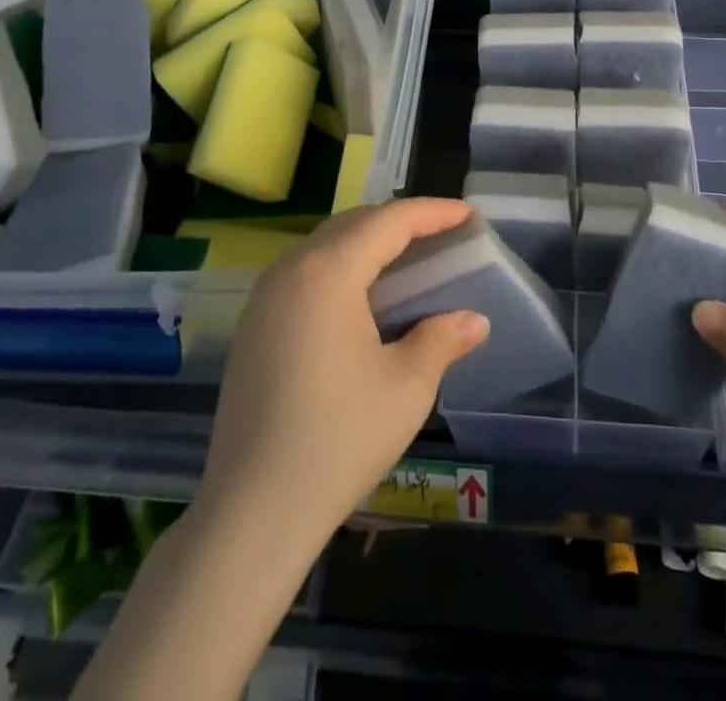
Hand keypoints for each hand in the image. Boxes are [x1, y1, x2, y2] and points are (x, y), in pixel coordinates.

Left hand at [200, 199, 488, 543]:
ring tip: (408, 257)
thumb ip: (442, 339)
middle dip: (400, 222)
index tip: (468, 214)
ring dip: (369, 242)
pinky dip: (342, 266)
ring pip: (326, 244)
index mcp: (327, 272)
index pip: (389, 221)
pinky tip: (362, 295)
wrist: (252, 513)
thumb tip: (474, 320)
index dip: (433, 212)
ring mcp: (264, 297)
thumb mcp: (406, 387)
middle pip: (354, 224)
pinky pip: (305, 271)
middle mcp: (290, 269)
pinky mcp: (254, 325)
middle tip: (443, 233)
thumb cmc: (338, 440)